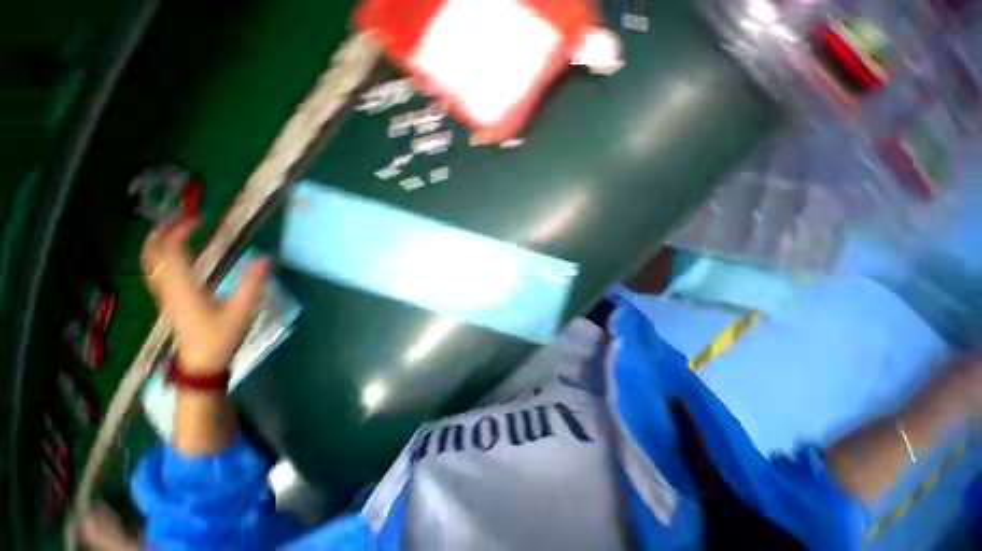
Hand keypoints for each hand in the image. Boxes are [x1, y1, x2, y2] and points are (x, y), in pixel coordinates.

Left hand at [140, 217, 269, 374]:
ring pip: (150, 261)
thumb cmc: (221, 336)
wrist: (202, 363)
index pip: (172, 251)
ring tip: (174, 227)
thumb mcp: (243, 310)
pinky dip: (159, 254)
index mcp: (184, 287)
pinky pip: (156, 270)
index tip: (198, 218)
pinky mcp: (168, 299)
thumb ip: (252, 283)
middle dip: (162, 231)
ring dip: (158, 241)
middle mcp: (168, 287)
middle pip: (152, 253)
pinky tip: (173, 252)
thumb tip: (265, 257)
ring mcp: (165, 294)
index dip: (179, 231)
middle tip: (179, 215)